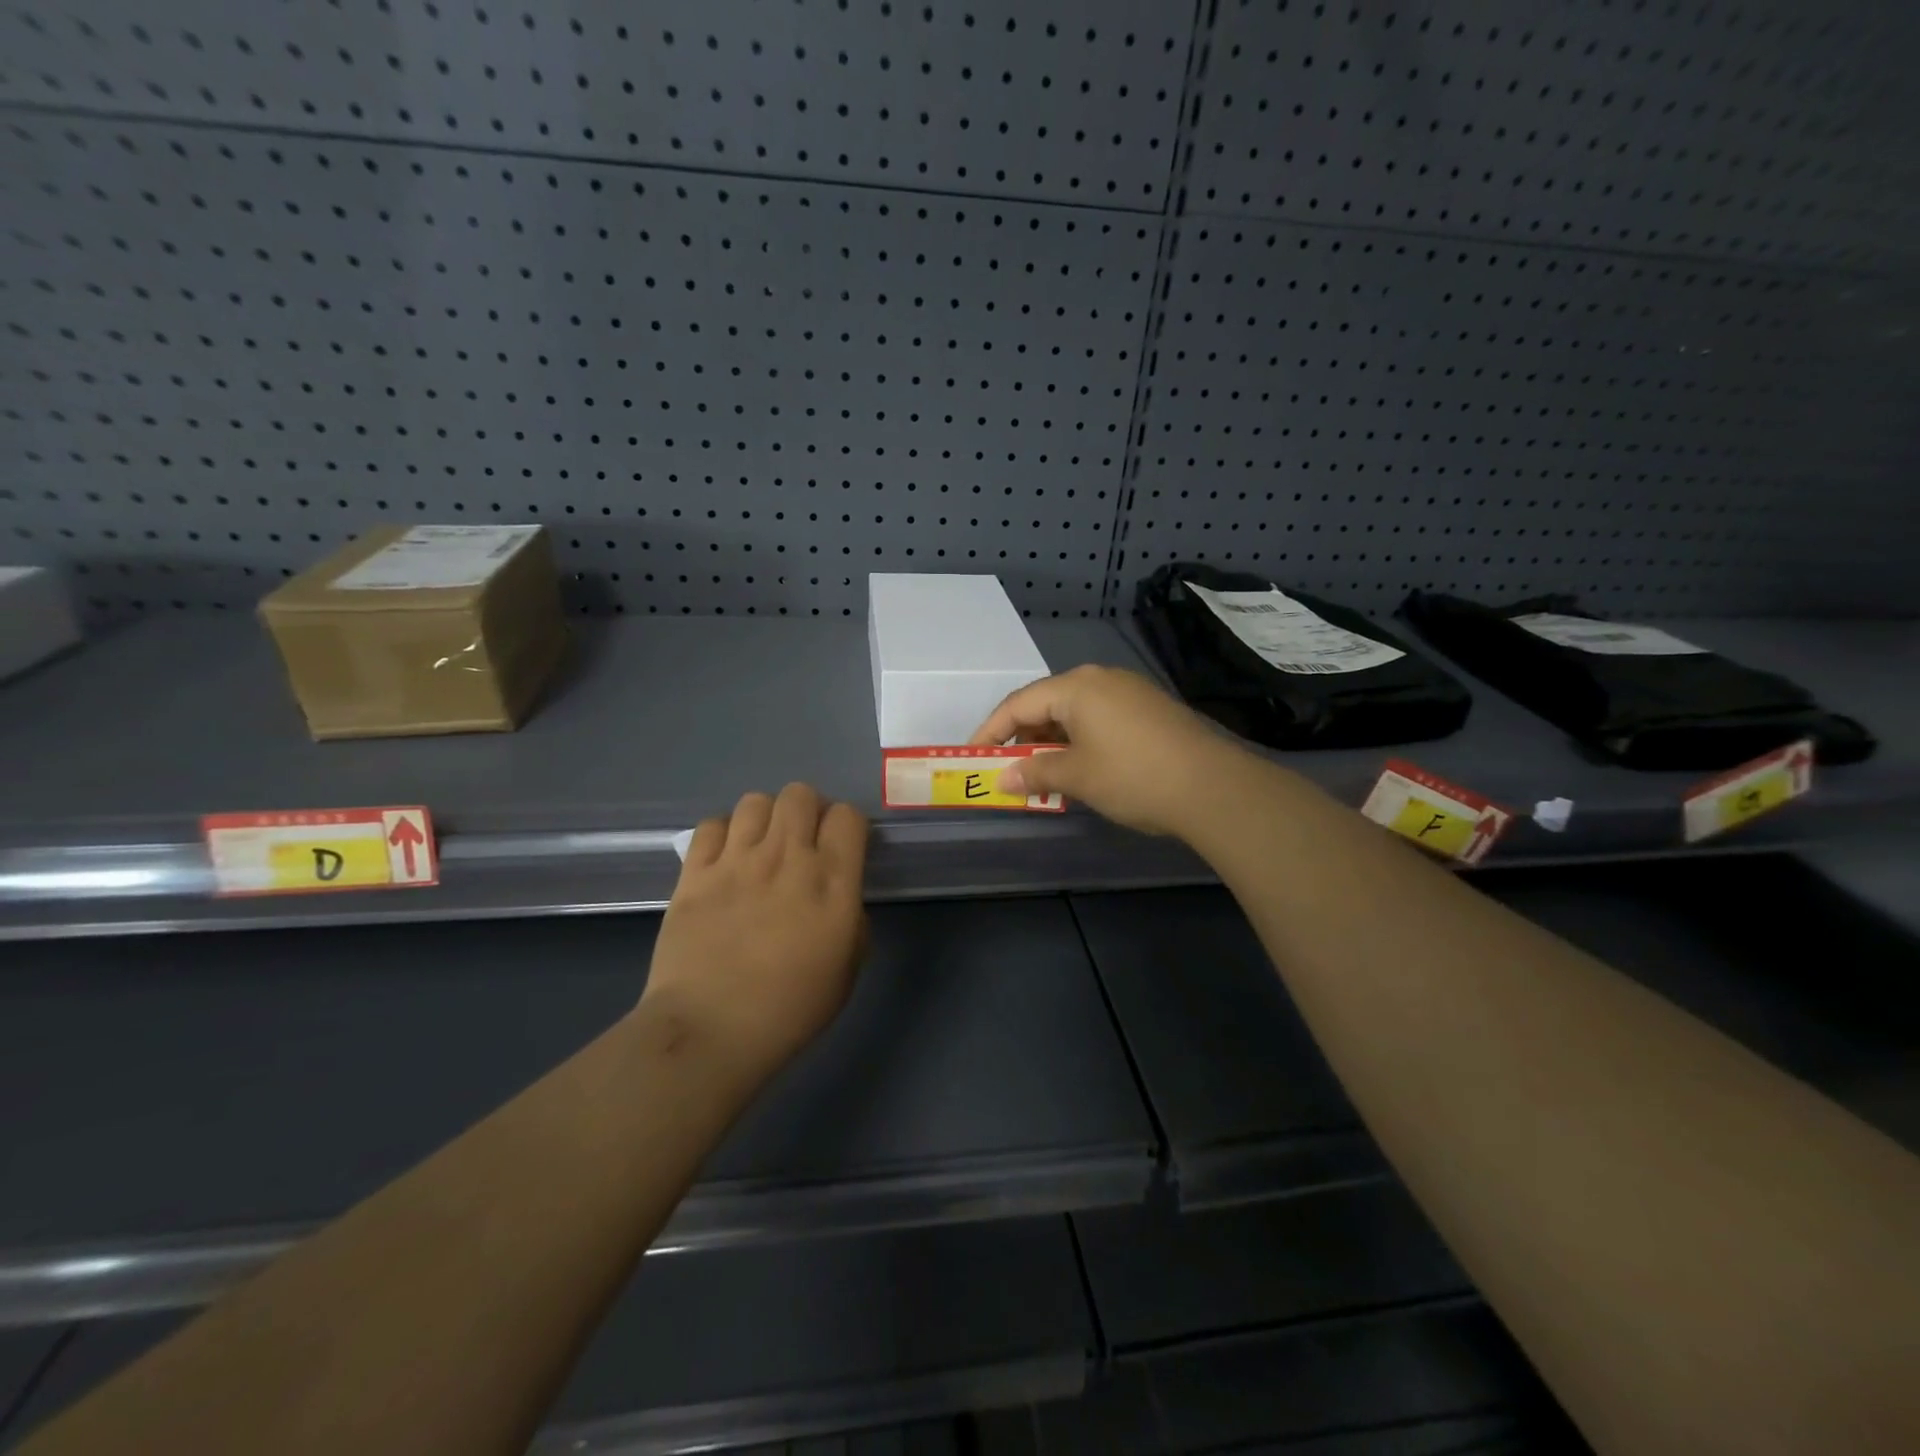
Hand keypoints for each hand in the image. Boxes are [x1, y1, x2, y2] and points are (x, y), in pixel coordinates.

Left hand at [641, 783, 869, 1082]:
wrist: (711, 1030)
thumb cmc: (790, 1009)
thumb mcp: (847, 970)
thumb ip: (852, 922)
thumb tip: (841, 900)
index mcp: (832, 881)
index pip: (847, 816)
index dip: (847, 824)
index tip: (842, 846)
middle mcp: (787, 858)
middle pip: (800, 794)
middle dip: (807, 810)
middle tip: (802, 841)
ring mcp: (737, 861)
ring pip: (755, 801)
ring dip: (765, 818)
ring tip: (761, 847)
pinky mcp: (695, 873)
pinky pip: (711, 825)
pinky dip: (723, 834)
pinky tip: (724, 859)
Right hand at [969, 665, 1250, 837]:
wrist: (1213, 787)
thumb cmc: (1132, 776)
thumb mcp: (1077, 776)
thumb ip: (1034, 771)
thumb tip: (1003, 778)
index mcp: (1076, 686)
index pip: (1017, 704)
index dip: (990, 731)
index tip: (973, 757)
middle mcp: (1100, 678)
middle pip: (1045, 703)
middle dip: (1022, 737)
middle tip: (1007, 769)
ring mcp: (1128, 691)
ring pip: (1073, 712)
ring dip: (1051, 742)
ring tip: (1040, 775)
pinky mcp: (1148, 709)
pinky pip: (1098, 719)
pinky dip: (1078, 741)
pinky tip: (1078, 768)